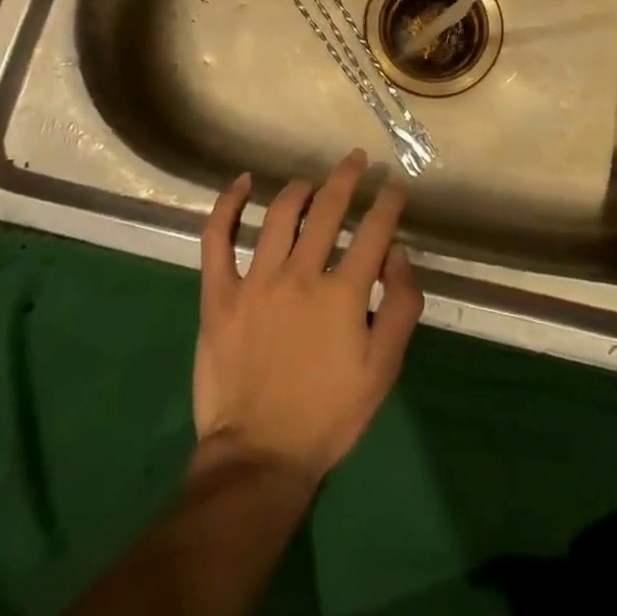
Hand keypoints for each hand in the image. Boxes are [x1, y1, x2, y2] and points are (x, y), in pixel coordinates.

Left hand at [192, 150, 422, 486]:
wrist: (260, 456)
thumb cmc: (328, 414)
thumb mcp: (383, 369)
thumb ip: (399, 305)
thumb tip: (396, 252)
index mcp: (343, 294)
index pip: (373, 231)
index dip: (387, 202)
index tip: (393, 185)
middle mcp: (300, 275)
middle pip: (328, 209)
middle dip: (347, 177)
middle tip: (356, 159)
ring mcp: (255, 281)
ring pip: (279, 215)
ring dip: (299, 189)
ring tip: (310, 183)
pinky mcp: (218, 294)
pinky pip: (217, 239)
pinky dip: (227, 205)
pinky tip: (241, 183)